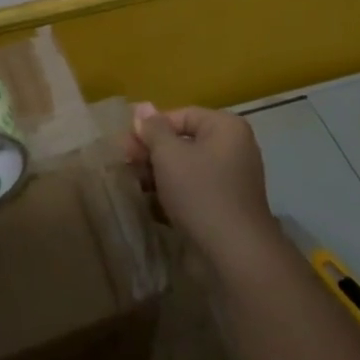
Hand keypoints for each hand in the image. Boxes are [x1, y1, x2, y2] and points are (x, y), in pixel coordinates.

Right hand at [127, 104, 279, 270]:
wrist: (234, 253)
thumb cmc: (200, 192)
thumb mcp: (169, 155)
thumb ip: (153, 130)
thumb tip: (141, 107)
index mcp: (225, 128)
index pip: (181, 116)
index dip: (151, 128)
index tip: (125, 145)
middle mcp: (233, 149)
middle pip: (184, 142)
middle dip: (152, 153)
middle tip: (125, 164)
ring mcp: (230, 180)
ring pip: (186, 169)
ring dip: (158, 175)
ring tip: (134, 186)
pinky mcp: (224, 207)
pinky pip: (193, 191)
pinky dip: (172, 195)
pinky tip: (150, 206)